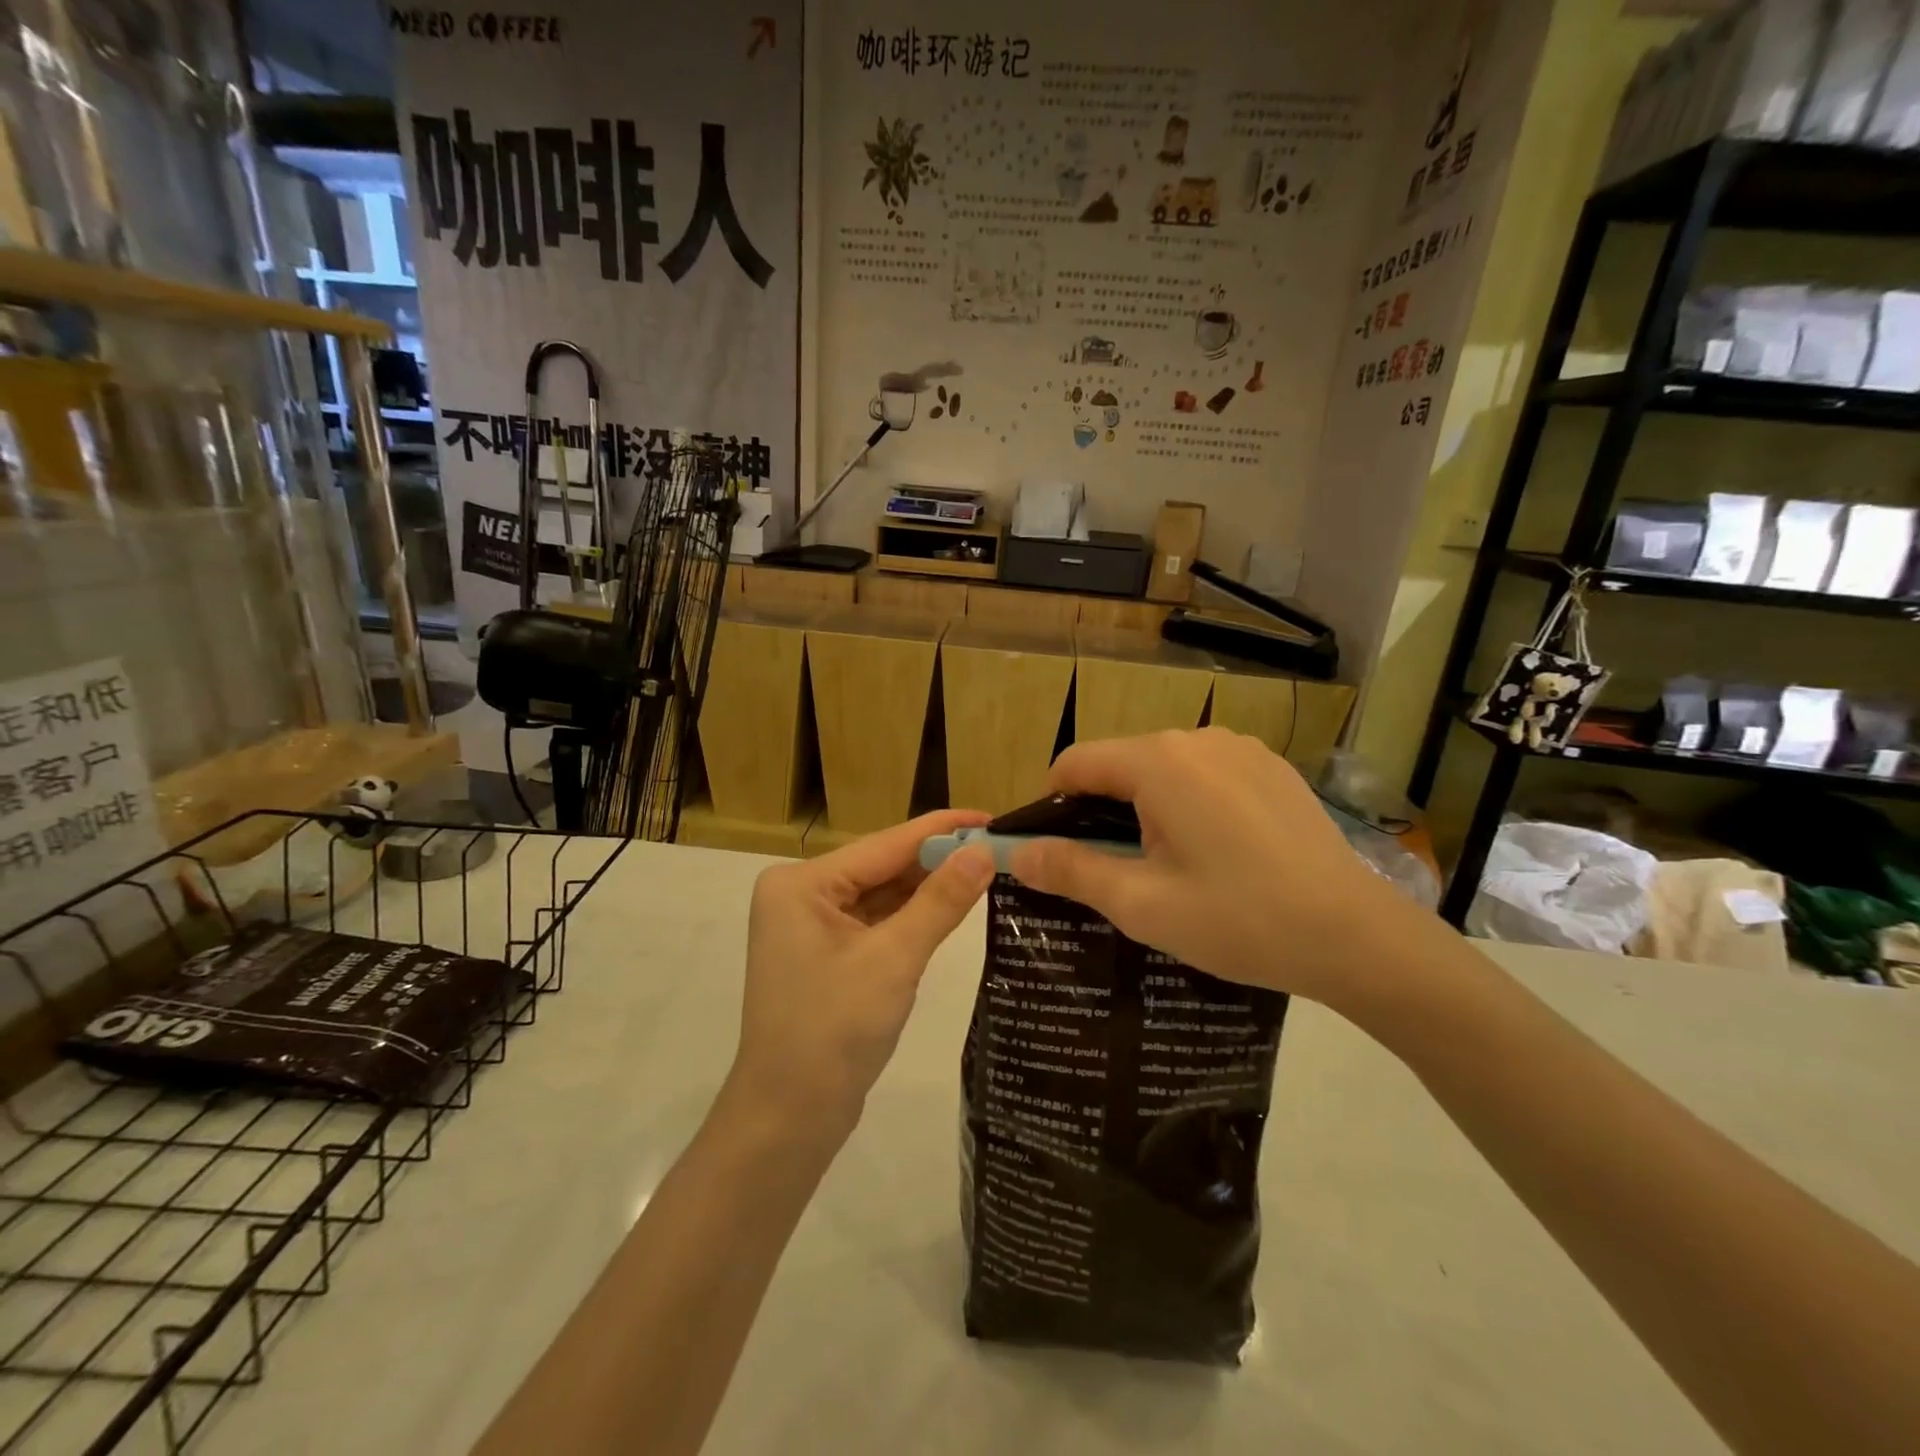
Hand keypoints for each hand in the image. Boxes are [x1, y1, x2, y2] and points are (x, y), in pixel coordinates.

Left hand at [727, 810, 996, 1143]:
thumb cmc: (834, 1031)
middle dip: (938, 860)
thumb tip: (984, 851)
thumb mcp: (894, 959)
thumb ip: (940, 901)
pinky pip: (877, 922)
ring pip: (882, 895)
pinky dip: (912, 917)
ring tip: (987, 871)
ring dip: (929, 888)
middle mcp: (802, 894)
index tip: (992, 817)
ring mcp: (812, 926)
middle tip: (999, 849)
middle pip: (883, 866)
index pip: (885, 844)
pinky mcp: (828, 955)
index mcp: (801, 884)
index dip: (941, 829)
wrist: (789, 1119)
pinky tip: (953, 906)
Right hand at [1009, 729, 1414, 1009]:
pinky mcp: (1272, 767)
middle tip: (1109, 870)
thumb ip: (1071, 871)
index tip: (1053, 851)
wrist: (1358, 937)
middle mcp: (1197, 738)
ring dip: (1145, 807)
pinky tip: (1214, 852)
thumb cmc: (1239, 920)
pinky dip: (1188, 802)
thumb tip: (1016, 855)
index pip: (1075, 763)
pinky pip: (1206, 774)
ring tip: (1164, 865)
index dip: (1050, 803)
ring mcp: (1241, 749)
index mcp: (1159, 761)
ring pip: (1163, 768)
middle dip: (1099, 810)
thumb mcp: (1142, 905)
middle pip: (1120, 763)